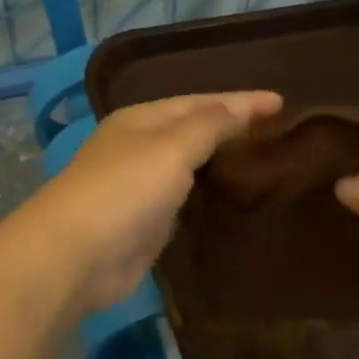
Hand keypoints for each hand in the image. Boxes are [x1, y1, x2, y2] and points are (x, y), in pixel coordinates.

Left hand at [28, 91, 281, 313]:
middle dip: (233, 129)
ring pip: (191, 167)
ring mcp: (141, 187)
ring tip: (265, 161)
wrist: (75, 256)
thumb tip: (241, 105)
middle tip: (280, 132)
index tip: (283, 103)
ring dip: (222, 163)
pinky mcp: (146, 224)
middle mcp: (140, 147)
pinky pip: (187, 201)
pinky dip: (209, 196)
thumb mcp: (171, 147)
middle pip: (195, 131)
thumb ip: (210, 125)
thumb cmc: (124, 190)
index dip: (242, 101)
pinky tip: (234, 198)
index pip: (201, 102)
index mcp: (142, 119)